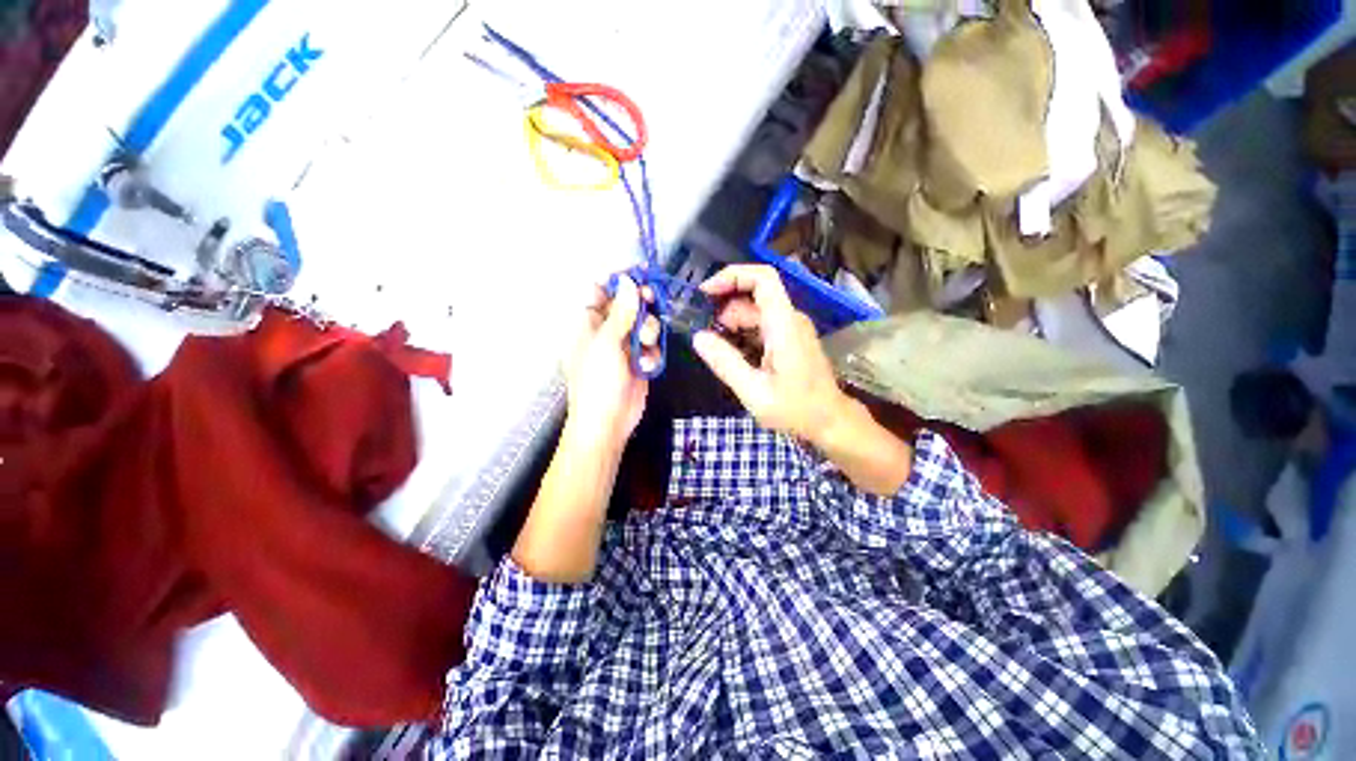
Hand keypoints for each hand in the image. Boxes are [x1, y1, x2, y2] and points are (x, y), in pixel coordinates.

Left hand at [564, 275, 660, 453]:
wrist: (607, 424)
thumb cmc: (597, 382)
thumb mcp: (607, 344)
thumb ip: (621, 312)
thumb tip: (628, 281)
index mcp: (588, 324)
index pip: (600, 290)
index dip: (617, 279)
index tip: (638, 272)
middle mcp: (606, 332)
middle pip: (628, 304)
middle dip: (641, 302)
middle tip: (653, 298)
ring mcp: (625, 347)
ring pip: (644, 324)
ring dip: (649, 330)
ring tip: (645, 344)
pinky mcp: (640, 362)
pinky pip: (652, 346)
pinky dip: (653, 353)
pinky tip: (648, 365)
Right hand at [691, 265, 851, 445]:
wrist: (830, 421)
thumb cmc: (796, 409)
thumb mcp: (754, 391)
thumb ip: (725, 363)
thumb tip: (698, 337)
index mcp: (784, 324)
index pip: (762, 278)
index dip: (732, 276)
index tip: (705, 293)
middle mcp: (789, 319)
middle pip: (752, 298)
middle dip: (724, 312)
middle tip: (705, 339)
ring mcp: (791, 328)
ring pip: (754, 313)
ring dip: (731, 327)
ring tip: (717, 353)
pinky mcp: (790, 339)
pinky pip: (761, 326)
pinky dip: (742, 335)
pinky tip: (733, 357)